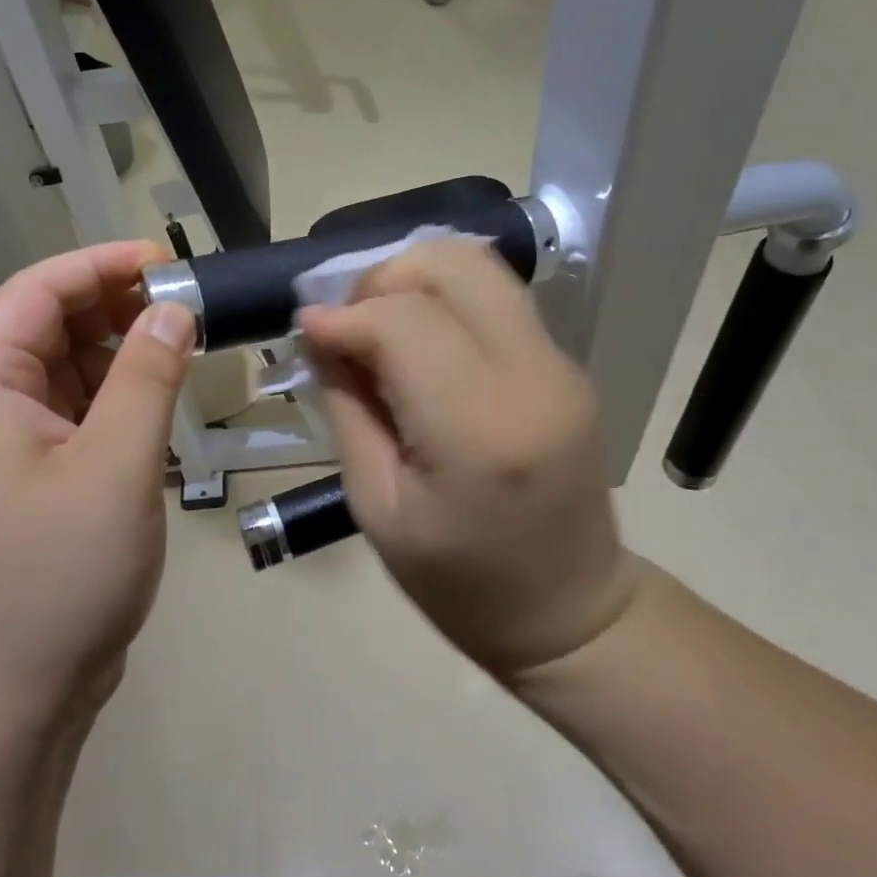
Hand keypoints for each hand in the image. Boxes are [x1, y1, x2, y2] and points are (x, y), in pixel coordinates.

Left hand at [0, 242, 196, 727]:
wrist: (10, 697)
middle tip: (191, 308)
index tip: (171, 261)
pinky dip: (116, 400)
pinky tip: (159, 405)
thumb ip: (148, 378)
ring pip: (66, 370)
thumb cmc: (56, 575)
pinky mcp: (29, 477)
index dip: (103, 265)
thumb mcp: (115, 467)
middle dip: (118, 307)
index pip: (38, 290)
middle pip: (50, 325)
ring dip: (122, 355)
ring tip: (185, 351)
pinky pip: (74, 414)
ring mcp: (3, 443)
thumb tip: (176, 309)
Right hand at [299, 239, 632, 679]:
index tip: (308, 332)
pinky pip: (498, 300)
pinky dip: (446, 301)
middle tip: (349, 326)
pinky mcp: (567, 366)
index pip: (404, 322)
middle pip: (452, 267)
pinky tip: (420, 345)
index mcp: (478, 429)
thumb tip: (322, 333)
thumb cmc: (459, 582)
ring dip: (416, 281)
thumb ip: (348, 408)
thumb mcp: (377, 507)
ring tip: (380, 329)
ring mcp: (560, 366)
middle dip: (383, 279)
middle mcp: (531, 377)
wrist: (569, 610)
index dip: (345, 315)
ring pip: (480, 268)